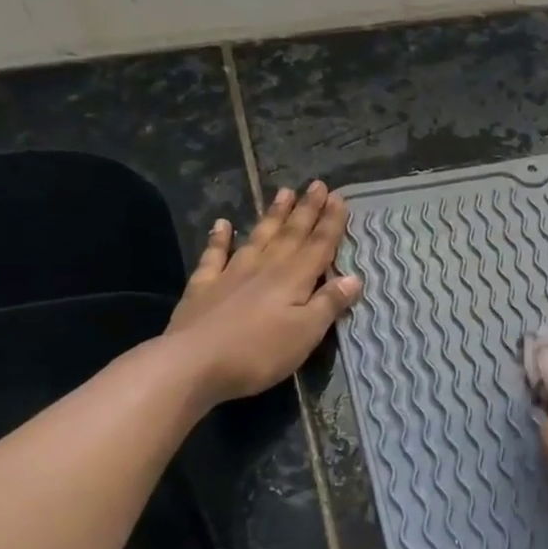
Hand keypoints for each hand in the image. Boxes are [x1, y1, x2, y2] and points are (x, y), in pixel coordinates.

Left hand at [161, 181, 362, 407]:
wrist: (193, 364)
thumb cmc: (259, 352)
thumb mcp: (306, 333)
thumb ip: (329, 303)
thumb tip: (354, 278)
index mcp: (293, 279)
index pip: (318, 246)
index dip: (330, 223)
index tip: (338, 197)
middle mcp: (265, 268)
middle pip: (291, 235)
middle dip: (306, 210)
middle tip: (316, 184)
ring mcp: (231, 275)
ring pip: (258, 238)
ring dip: (272, 216)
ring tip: (283, 192)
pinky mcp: (204, 288)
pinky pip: (214, 256)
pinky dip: (219, 238)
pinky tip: (223, 224)